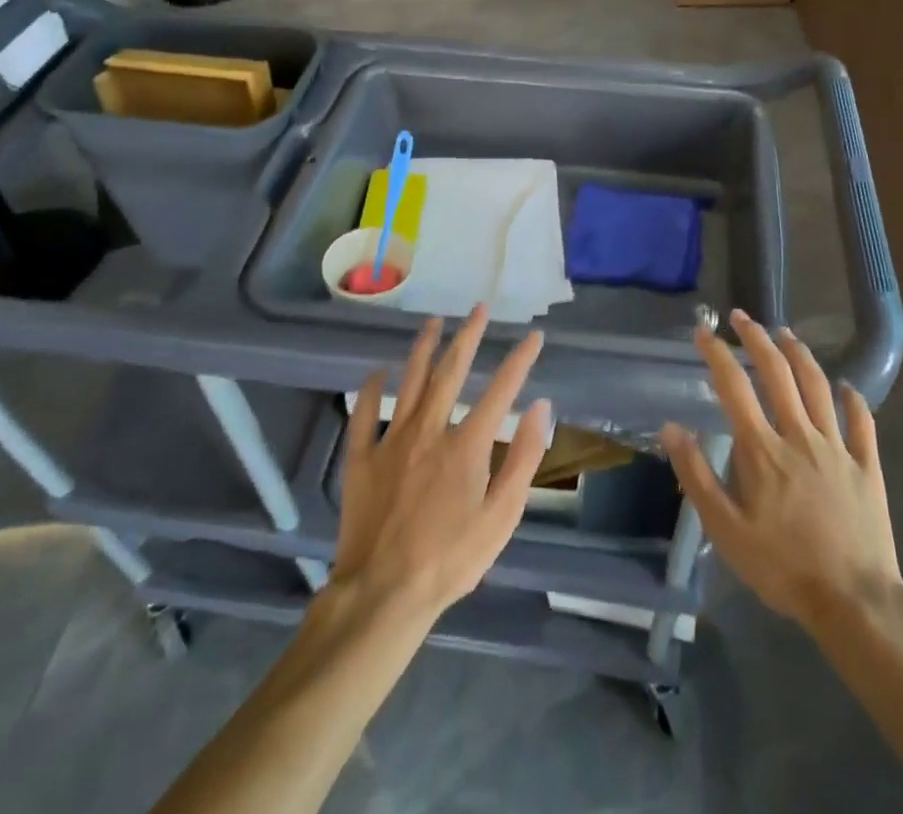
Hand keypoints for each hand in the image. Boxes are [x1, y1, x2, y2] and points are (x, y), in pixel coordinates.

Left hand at [332, 307, 550, 624]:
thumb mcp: (501, 518)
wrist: (383, 594)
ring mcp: (391, 441)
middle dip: (468, 336)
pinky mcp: (362, 459)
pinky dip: (371, 389)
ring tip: (433, 322)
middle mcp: (429, 430)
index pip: (500, 390)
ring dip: (423, 348)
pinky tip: (378, 371)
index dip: (519, 360)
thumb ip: (523, 459)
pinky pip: (364, 414)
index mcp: (466, 445)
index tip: (533, 336)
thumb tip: (540, 407)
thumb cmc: (450, 560)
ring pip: (410, 382)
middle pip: (451, 372)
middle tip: (479, 308)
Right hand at [662, 310, 902, 632]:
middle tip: (743, 317)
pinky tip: (846, 386)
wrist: (854, 602)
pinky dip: (853, 399)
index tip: (703, 331)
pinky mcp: (867, 466)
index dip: (716, 353)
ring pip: (818, 386)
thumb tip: (670, 428)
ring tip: (786, 334)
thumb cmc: (782, 567)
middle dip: (757, 338)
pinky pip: (862, 422)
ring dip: (800, 354)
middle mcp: (800, 434)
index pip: (733, 386)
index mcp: (762, 449)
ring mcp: (837, 447)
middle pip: (777, 372)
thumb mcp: (726, 530)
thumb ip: (697, 475)